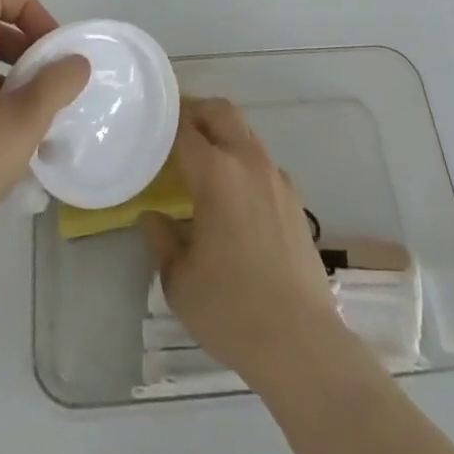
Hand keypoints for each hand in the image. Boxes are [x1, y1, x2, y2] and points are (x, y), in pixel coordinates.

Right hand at [139, 98, 343, 386]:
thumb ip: (162, 239)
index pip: (186, 129)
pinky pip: (263, 164)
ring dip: (223, 138)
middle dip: (198, 113)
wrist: (300, 342)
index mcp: (216, 173)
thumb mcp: (180, 280)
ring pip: (246, 135)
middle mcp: (248, 162)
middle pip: (222, 112)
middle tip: (177, 135)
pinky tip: (236, 201)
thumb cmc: (231, 310)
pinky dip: (244, 166)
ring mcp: (277, 178)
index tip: (152, 129)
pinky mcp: (296, 199)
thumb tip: (152, 217)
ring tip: (204, 170)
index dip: (167, 123)